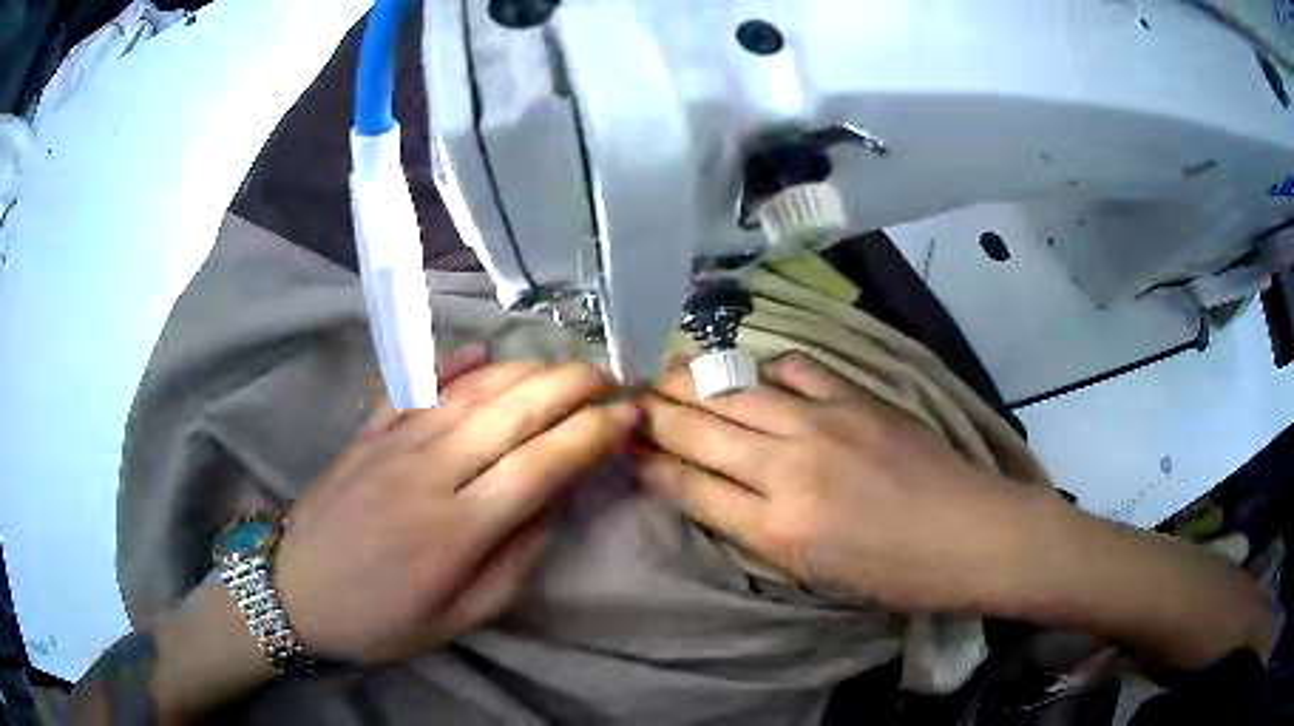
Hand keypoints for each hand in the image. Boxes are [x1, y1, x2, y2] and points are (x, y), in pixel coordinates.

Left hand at [275, 357, 637, 664]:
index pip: (542, 464)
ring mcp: (394, 442)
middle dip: (570, 385)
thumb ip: (513, 566)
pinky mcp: (368, 430)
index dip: (592, 433)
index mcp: (458, 529)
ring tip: (561, 365)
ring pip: (471, 389)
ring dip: (524, 369)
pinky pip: (414, 383)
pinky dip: (450, 362)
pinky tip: (479, 350)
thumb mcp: (458, 620)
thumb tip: (548, 508)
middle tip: (607, 376)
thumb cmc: (380, 619)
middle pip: (513, 411)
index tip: (628, 415)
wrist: (294, 591)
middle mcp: (430, 471)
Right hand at [637, 351, 1047, 613]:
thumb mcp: (815, 574)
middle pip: (700, 430)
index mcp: (778, 528)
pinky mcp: (856, 397)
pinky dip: (765, 370)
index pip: (689, 486)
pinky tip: (756, 375)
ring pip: (736, 392)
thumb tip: (714, 495)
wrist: (973, 534)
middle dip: (654, 415)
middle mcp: (789, 467)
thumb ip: (758, 531)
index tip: (623, 449)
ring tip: (666, 376)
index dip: (649, 465)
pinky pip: (794, 369)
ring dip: (693, 382)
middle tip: (627, 402)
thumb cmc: (896, 574)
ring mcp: (825, 422)